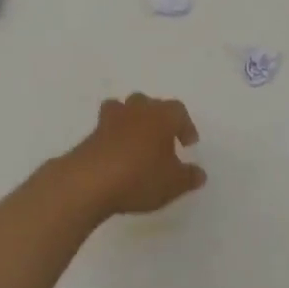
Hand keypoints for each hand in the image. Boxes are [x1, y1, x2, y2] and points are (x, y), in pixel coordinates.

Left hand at [64, 94, 204, 216]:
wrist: (89, 182)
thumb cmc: (140, 177)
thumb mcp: (173, 184)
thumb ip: (189, 177)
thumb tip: (199, 174)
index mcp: (162, 116)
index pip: (179, 111)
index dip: (185, 126)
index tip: (188, 143)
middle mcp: (137, 111)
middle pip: (150, 103)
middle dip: (158, 118)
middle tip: (163, 139)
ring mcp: (110, 120)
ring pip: (125, 108)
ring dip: (132, 120)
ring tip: (137, 140)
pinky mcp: (91, 134)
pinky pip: (107, 128)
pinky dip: (113, 136)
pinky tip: (117, 156)